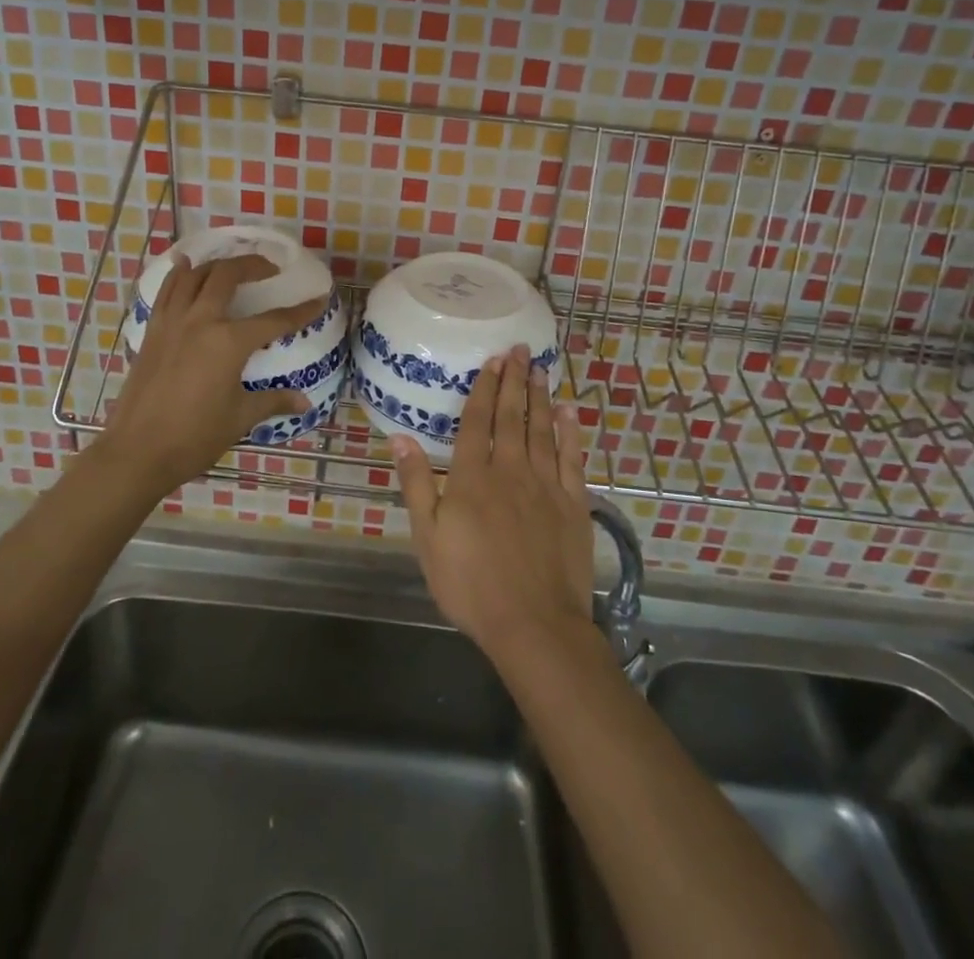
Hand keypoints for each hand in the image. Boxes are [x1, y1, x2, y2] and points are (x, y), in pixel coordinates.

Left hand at [89, 254, 327, 500]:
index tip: (319, 299)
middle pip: (227, 276)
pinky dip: (178, 274)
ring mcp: (172, 323)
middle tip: (269, 268)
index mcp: (228, 342)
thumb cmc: (195, 437)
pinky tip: (184, 265)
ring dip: (216, 264)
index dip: (300, 311)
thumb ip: (273, 401)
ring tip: (232, 265)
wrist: (137, 452)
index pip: (274, 320)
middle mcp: (200, 321)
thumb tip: (305, 402)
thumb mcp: (240, 418)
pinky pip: (166, 291)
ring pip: (193, 276)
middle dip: (253, 265)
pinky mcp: (152, 331)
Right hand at [392, 345, 596, 661]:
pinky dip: (571, 432)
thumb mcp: (428, 538)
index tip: (492, 361)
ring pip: (542, 430)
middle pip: (512, 416)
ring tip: (540, 369)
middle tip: (520, 350)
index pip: (478, 421)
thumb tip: (400, 439)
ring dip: (540, 397)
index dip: (484, 389)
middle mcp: (510, 470)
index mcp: (472, 477)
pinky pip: (572, 458)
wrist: (533, 624)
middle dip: (515, 380)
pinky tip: (570, 412)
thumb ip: (417, 484)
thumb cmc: (471, 584)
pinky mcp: (573, 504)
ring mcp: (545, 485)